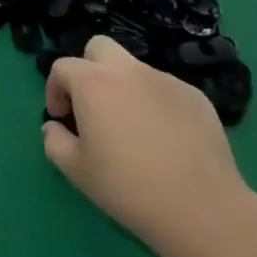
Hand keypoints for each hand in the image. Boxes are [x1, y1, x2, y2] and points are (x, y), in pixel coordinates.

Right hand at [43, 36, 251, 256]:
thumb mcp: (77, 171)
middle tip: (94, 106)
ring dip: (125, 88)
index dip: (55, 90)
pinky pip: (166, 90)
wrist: (202, 209)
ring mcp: (165, 80)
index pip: (62, 67)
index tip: (62, 118)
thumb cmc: (128, 188)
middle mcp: (127, 70)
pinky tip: (167, 140)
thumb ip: (54, 142)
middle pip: (99, 48)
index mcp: (93, 82)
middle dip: (90, 70)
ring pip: (135, 70)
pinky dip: (157, 104)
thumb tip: (54, 127)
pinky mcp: (196, 96)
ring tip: (134, 129)